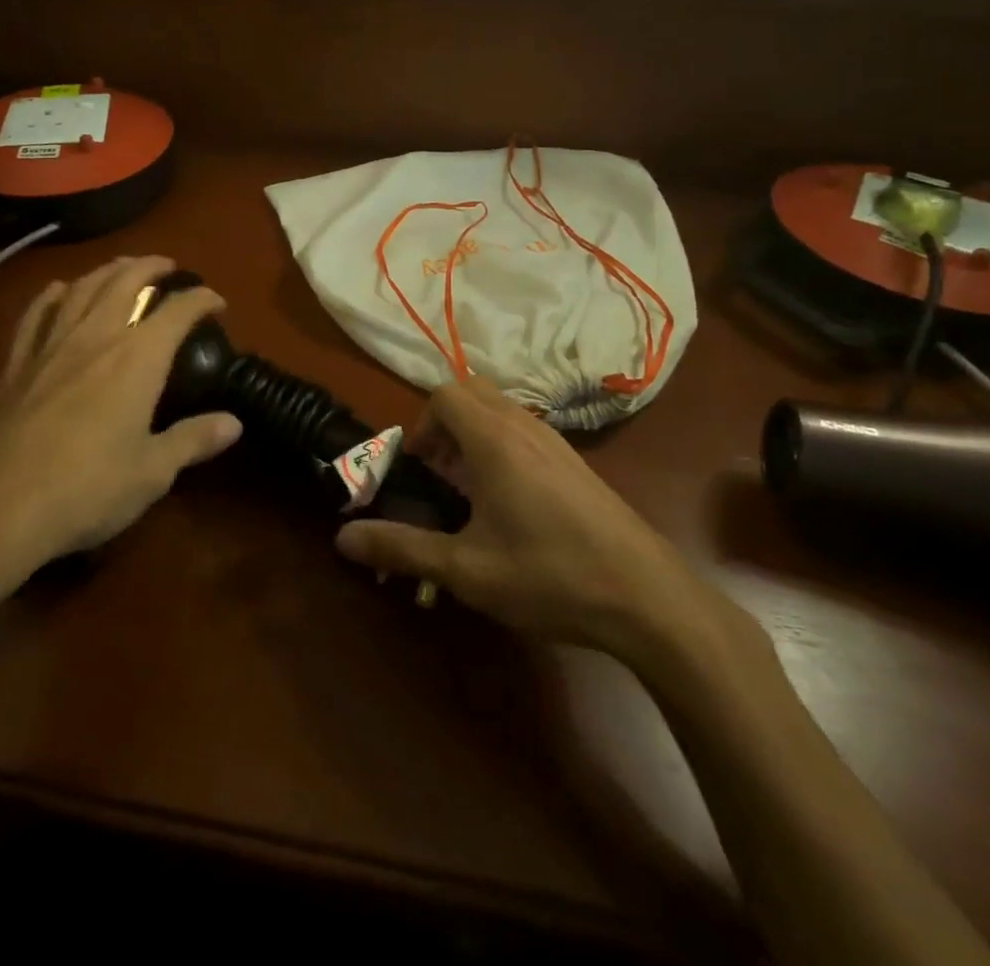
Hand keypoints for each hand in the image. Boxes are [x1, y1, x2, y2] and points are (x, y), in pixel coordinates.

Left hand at [0, 257, 241, 616]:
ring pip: (82, 288)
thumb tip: (235, 423)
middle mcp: (96, 337)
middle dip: (152, 267)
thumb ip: (194, 440)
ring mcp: (51, 346)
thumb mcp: (153, 472)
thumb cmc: (87, 489)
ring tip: (122, 266)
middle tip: (168, 267)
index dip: (201, 299)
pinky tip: (58, 290)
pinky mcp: (16, 364)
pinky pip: (35, 314)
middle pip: (126, 282)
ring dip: (107, 270)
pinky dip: (52, 295)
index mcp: (138, 358)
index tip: (216, 302)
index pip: (178, 311)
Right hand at [336, 377, 742, 672]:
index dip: (421, 425)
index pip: (444, 394)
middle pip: (472, 392)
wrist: (648, 598)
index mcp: (494, 440)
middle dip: (444, 423)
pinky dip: (502, 447)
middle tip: (440, 473)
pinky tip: (512, 506)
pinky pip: (525, 431)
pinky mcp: (577, 463)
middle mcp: (524, 427)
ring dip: (474, 435)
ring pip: (501, 410)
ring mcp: (556, 442)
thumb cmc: (549, 576)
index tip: (419, 469)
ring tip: (471, 492)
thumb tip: (342, 538)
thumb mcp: (466, 570)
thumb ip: (402, 548)